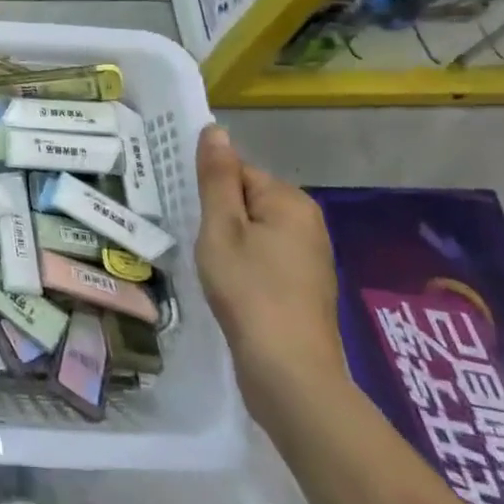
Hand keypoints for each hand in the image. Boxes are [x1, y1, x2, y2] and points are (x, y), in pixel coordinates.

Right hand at [194, 124, 348, 428]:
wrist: (290, 374)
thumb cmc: (249, 290)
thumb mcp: (221, 228)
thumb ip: (217, 177)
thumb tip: (216, 130)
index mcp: (289, 200)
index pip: (237, 172)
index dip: (209, 194)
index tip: (192, 218)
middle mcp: (308, 222)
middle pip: (247, 200)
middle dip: (220, 219)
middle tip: (201, 245)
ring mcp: (310, 257)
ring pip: (254, 231)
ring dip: (230, 244)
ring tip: (213, 269)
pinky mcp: (306, 287)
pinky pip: (266, 258)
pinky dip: (246, 267)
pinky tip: (232, 289)